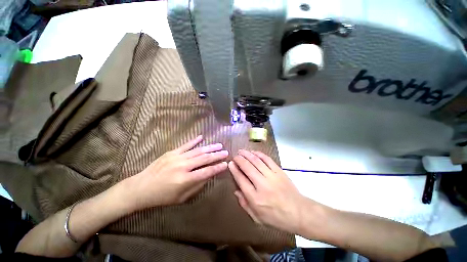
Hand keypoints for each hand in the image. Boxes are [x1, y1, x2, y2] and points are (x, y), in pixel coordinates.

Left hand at [128, 135, 227, 208]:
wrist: (140, 188)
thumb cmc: (162, 196)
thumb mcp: (181, 197)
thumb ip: (197, 185)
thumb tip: (209, 175)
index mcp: (185, 180)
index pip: (207, 172)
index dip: (217, 168)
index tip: (226, 164)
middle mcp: (183, 166)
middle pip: (204, 159)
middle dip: (217, 155)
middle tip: (226, 152)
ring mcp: (177, 157)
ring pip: (197, 151)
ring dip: (209, 147)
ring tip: (219, 145)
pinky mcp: (171, 152)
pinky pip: (185, 145)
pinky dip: (194, 141)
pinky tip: (201, 137)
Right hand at [229, 150, 312, 233]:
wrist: (298, 212)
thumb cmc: (276, 217)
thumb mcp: (257, 218)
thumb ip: (244, 204)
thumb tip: (236, 191)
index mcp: (255, 197)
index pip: (241, 179)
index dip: (234, 170)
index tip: (230, 164)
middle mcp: (262, 184)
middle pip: (247, 167)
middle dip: (239, 159)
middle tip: (235, 156)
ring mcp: (271, 176)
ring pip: (256, 161)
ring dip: (247, 154)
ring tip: (242, 151)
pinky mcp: (279, 171)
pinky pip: (267, 159)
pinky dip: (259, 154)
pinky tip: (254, 152)